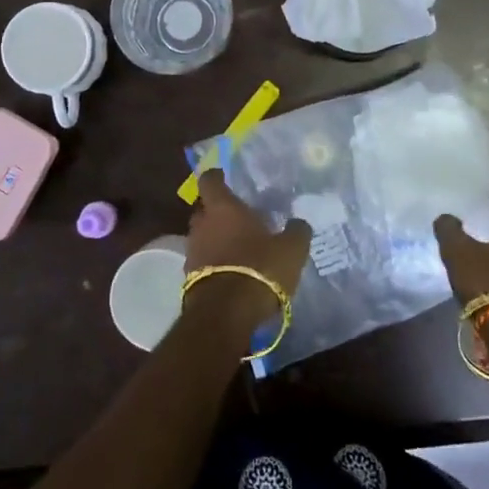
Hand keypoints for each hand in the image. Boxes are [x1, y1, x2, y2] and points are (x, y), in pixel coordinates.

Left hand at [182, 169, 310, 333]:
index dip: (216, 177)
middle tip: (236, 217)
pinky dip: (213, 262)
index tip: (223, 176)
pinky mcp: (189, 277)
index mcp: (223, 208)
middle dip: (216, 211)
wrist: (227, 312)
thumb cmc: (260, 268)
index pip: (209, 181)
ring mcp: (193, 251)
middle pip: (203, 209)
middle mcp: (202, 224)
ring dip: (215, 239)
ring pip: (202, 236)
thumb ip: (296, 231)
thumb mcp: (291, 249)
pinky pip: (202, 261)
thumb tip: (298, 222)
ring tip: (236, 247)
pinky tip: (230, 271)